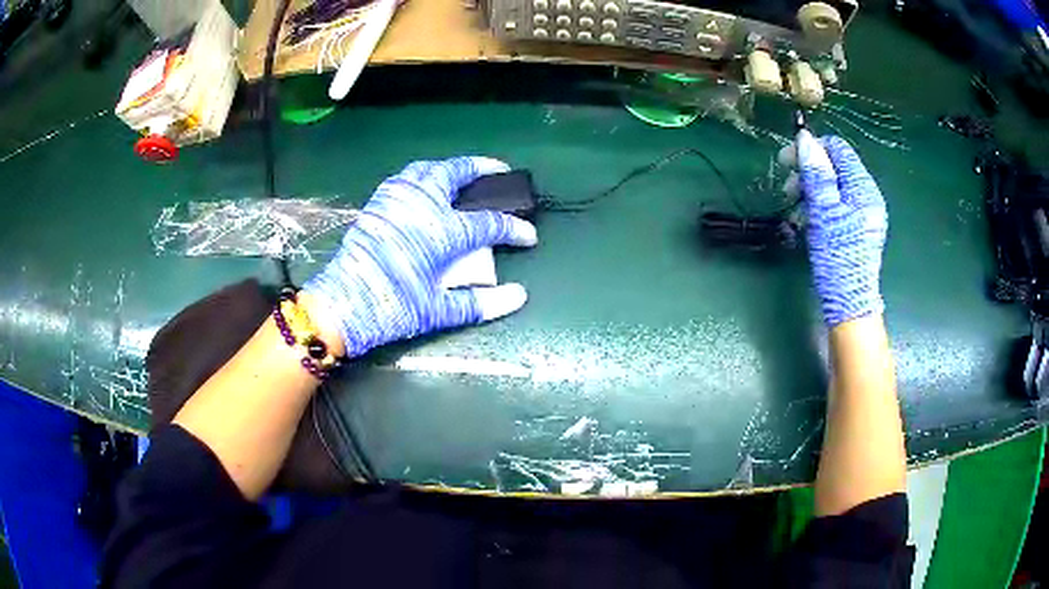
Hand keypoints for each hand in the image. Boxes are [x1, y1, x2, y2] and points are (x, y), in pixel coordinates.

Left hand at [303, 157, 537, 357]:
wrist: (343, 305)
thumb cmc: (393, 308)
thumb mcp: (439, 311)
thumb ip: (481, 302)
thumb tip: (519, 297)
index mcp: (442, 231)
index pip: (489, 224)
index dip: (514, 229)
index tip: (528, 237)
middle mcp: (422, 205)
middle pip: (457, 173)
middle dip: (483, 168)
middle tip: (499, 170)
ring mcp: (397, 199)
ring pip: (429, 168)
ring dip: (451, 167)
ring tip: (463, 175)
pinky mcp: (379, 202)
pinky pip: (406, 177)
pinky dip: (423, 175)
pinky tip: (427, 187)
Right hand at [793, 132, 887, 326]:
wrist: (850, 305)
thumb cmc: (837, 258)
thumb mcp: (824, 213)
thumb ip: (817, 174)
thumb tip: (806, 138)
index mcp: (863, 188)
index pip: (837, 149)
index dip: (811, 149)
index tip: (786, 162)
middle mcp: (867, 195)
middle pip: (835, 166)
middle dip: (808, 172)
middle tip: (788, 190)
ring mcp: (864, 213)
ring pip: (833, 186)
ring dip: (811, 191)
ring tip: (795, 210)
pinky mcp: (857, 228)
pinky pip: (836, 204)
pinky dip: (819, 206)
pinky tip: (807, 221)